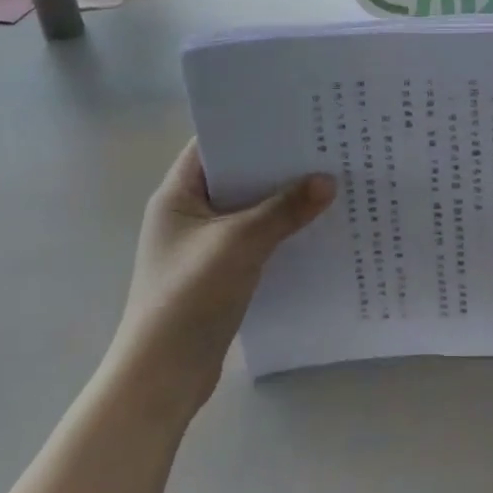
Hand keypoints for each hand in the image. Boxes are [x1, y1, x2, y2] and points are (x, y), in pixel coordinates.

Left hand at [110, 140, 333, 409]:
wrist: (162, 379)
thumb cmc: (188, 298)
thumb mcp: (240, 244)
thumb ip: (284, 209)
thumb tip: (328, 181)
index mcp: (177, 195)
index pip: (214, 144)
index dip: (250, 125)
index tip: (294, 113)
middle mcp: (188, 214)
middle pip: (237, 175)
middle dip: (277, 162)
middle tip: (324, 142)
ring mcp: (204, 245)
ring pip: (250, 208)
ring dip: (283, 198)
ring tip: (330, 178)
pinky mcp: (220, 271)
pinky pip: (256, 237)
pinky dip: (281, 229)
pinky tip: (315, 225)